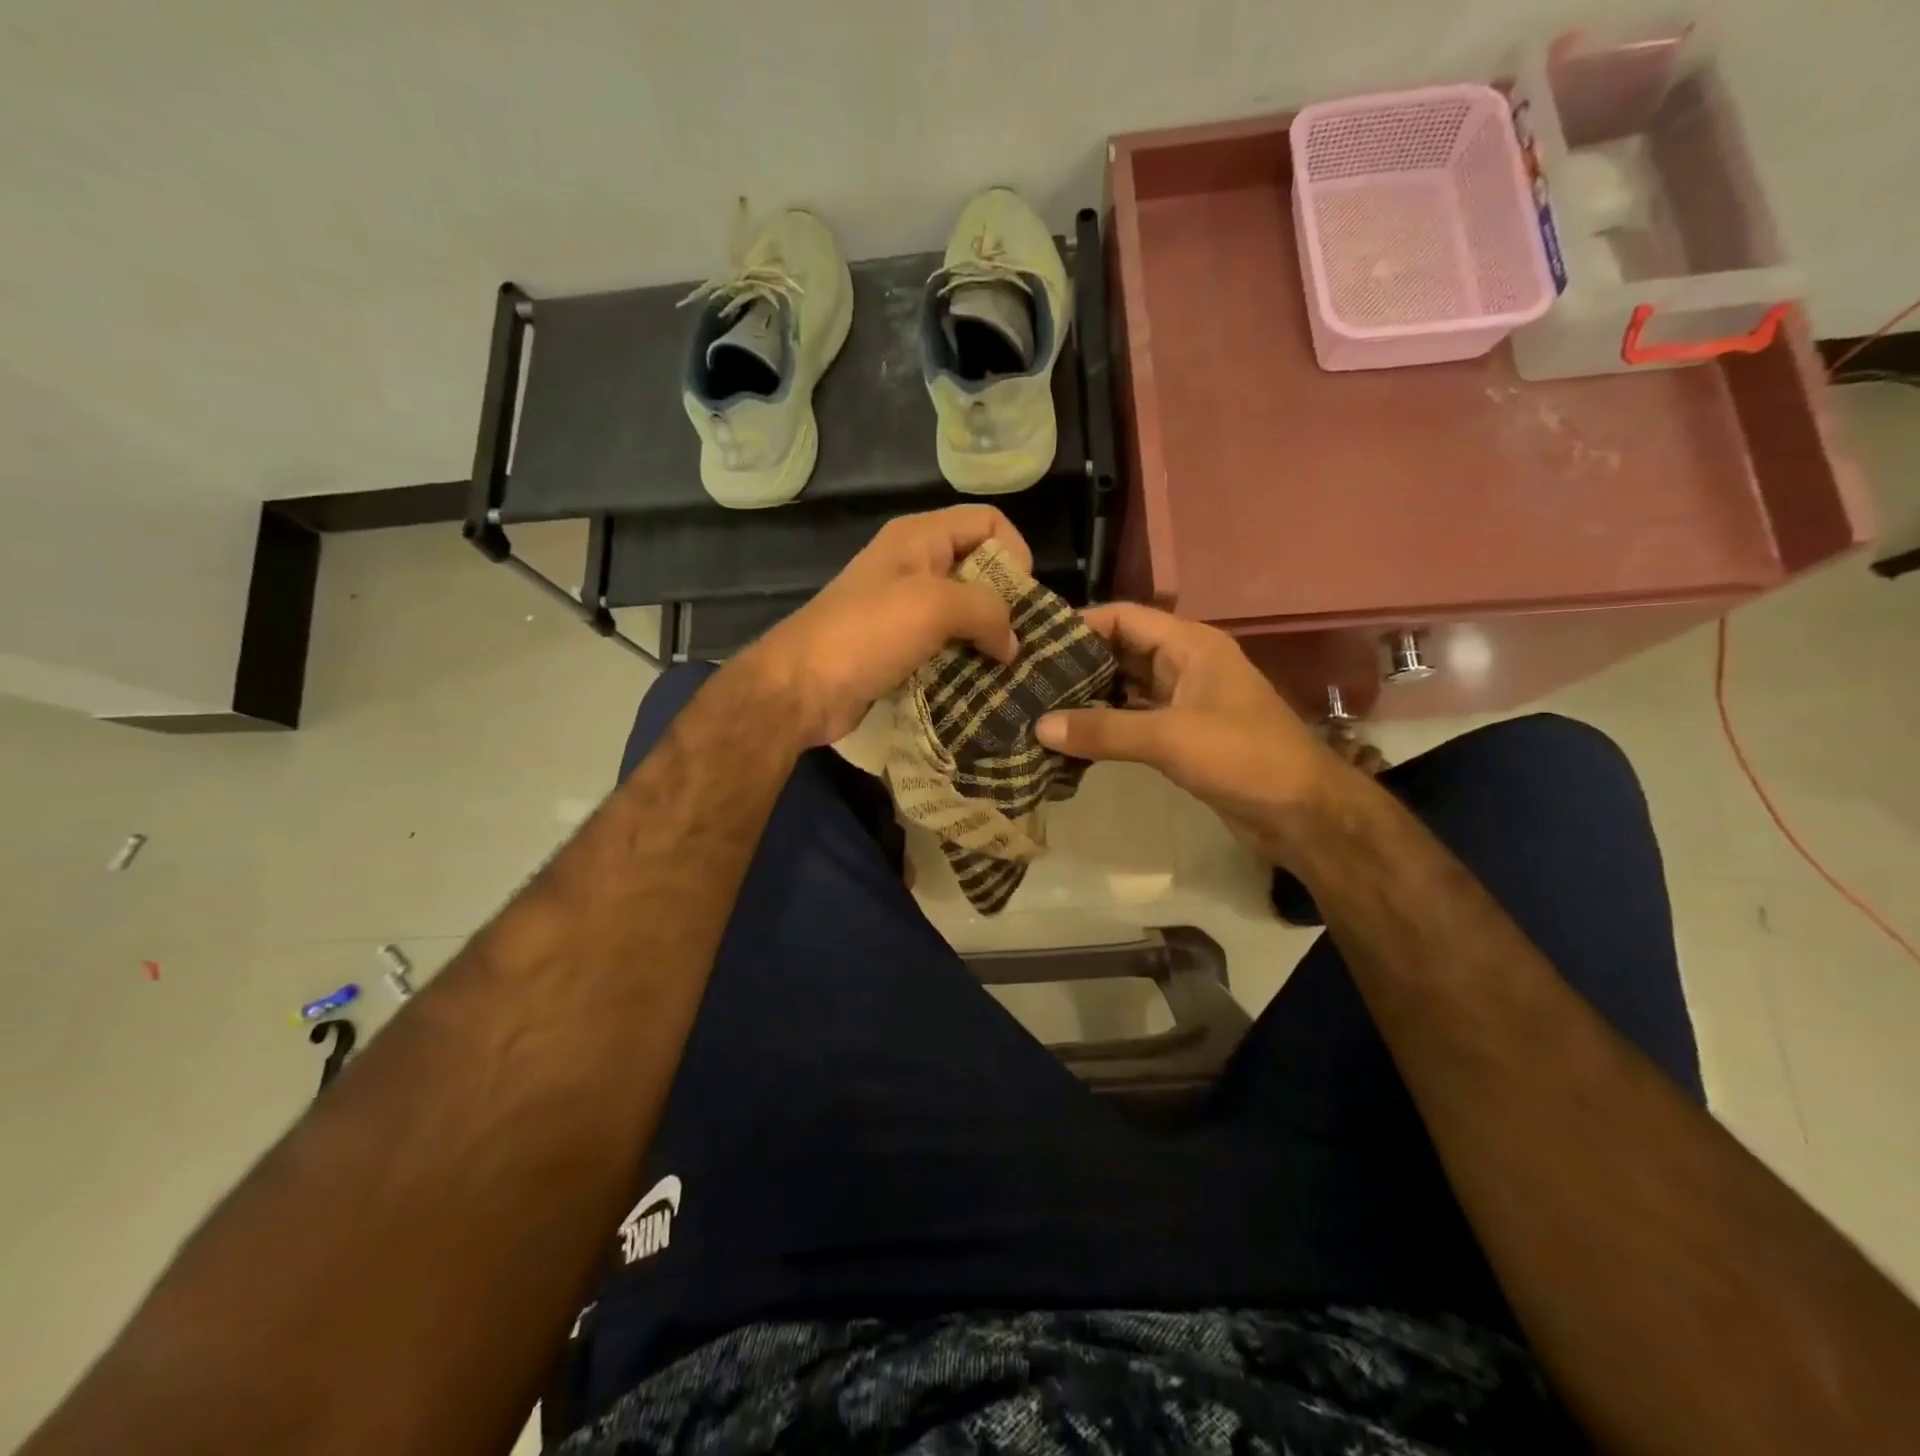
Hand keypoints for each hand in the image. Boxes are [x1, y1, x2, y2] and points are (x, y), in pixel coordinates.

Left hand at [733, 506, 1026, 746]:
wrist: (800, 689)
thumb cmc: (866, 634)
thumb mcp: (934, 607)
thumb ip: (986, 611)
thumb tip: (1011, 642)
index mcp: (919, 538)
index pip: (988, 522)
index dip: (1014, 553)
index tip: (1022, 601)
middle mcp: (914, 567)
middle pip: (979, 570)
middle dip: (1006, 603)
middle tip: (1022, 643)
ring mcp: (903, 610)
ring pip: (964, 615)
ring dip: (987, 640)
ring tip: (1009, 671)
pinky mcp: (898, 649)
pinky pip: (945, 647)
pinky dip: (965, 663)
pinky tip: (981, 686)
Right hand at [1035, 603, 1339, 844]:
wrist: (1302, 812)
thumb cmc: (1243, 757)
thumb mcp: (1170, 738)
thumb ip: (1104, 730)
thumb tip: (1039, 726)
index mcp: (1189, 645)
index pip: (1123, 617)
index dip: (1079, 624)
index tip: (1032, 640)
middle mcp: (1185, 664)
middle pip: (1120, 650)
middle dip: (1076, 663)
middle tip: (1025, 677)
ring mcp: (1185, 700)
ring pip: (1125, 687)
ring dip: (1088, 696)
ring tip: (1037, 706)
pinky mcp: (1183, 735)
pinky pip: (1134, 719)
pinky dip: (1105, 725)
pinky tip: (1070, 738)